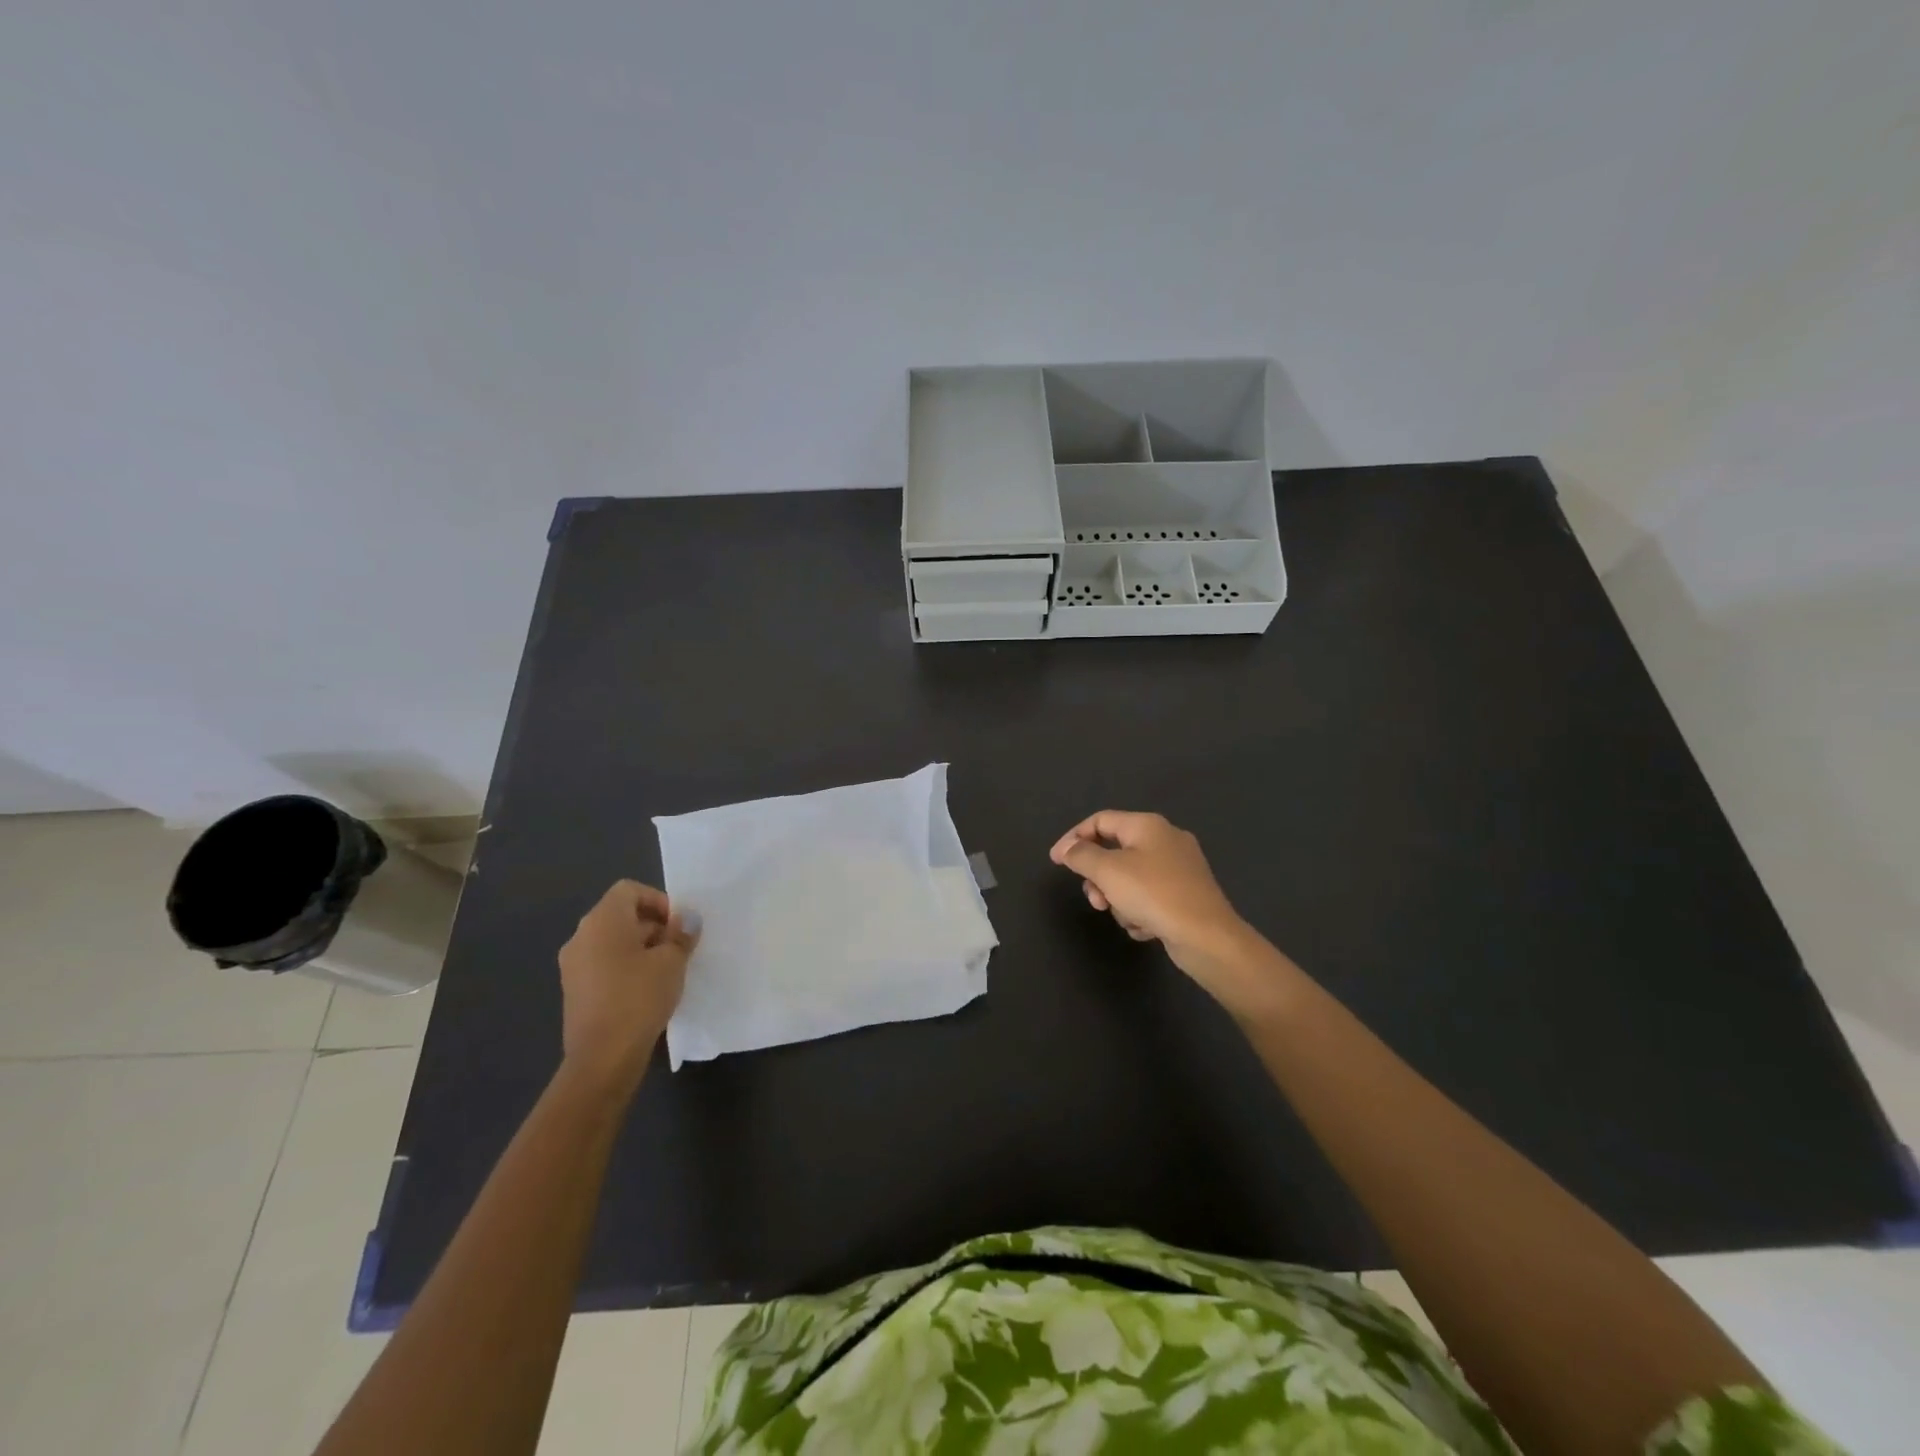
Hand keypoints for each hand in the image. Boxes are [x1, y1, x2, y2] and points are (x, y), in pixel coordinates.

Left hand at [557, 880, 697, 1095]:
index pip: (630, 890)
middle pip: (620, 914)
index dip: (658, 900)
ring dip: (640, 947)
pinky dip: (625, 967)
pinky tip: (646, 990)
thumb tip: (686, 920)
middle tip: (678, 948)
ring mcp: (573, 965)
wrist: (602, 1057)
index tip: (677, 926)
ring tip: (666, 971)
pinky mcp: (574, 990)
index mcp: (602, 921)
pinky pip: (603, 964)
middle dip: (653, 926)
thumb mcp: (672, 961)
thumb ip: (681, 934)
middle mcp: (581, 936)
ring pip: (612, 941)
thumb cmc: (639, 997)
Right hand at [1051, 810, 1283, 1017]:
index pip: (1100, 821)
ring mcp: (1179, 868)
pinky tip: (1145, 927)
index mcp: (1147, 825)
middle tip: (1096, 900)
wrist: (1207, 937)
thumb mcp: (1108, 871)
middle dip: (1099, 879)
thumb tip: (1067, 848)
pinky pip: (1149, 897)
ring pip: (1130, 879)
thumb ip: (1082, 855)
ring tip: (1126, 917)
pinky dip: (1140, 912)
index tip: (1056, 861)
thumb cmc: (1154, 895)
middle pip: (1114, 852)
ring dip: (1119, 900)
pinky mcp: (1186, 895)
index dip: (1074, 838)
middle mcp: (1165, 840)